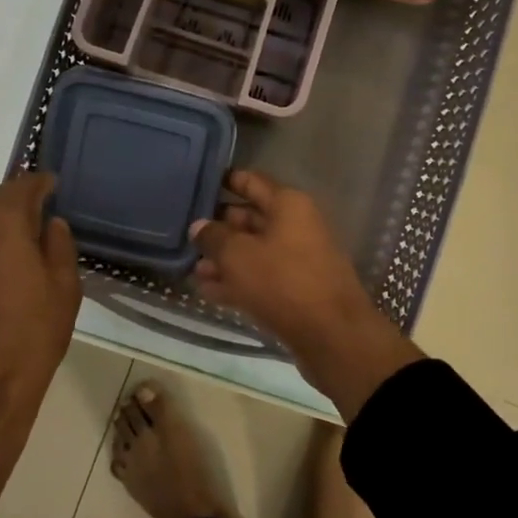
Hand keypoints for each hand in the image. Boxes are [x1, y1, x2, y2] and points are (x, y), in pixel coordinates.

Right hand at [191, 170, 421, 419]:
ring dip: (224, 258)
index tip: (196, 184)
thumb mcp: (239, 256)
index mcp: (288, 204)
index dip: (224, 181)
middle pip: (251, 217)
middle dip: (219, 225)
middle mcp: (296, 225)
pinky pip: (261, 277)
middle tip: (185, 231)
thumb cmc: (283, 282)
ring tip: (191, 266)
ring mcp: (298, 259)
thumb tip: (199, 226)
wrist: (332, 335)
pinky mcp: (296, 290)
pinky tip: (208, 290)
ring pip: (254, 251)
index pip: (251, 181)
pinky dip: (237, 281)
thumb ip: (214, 237)